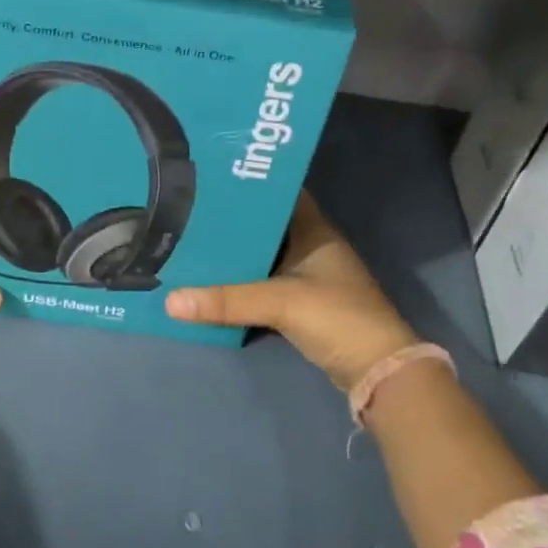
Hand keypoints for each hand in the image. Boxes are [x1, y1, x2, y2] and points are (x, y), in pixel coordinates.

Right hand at [166, 190, 422, 392]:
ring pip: (263, 256)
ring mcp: (308, 276)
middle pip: (265, 225)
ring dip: (235, 253)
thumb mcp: (280, 303)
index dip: (249, 184)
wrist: (376, 370)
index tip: (210, 178)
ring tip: (192, 242)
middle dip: (232, 221)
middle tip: (189, 212)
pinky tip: (212, 280)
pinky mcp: (302, 304)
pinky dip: (242, 282)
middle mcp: (311, 246)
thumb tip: (170, 300)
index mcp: (314, 230)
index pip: (279, 193)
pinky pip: (264, 283)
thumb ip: (227, 300)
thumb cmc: (337, 317)